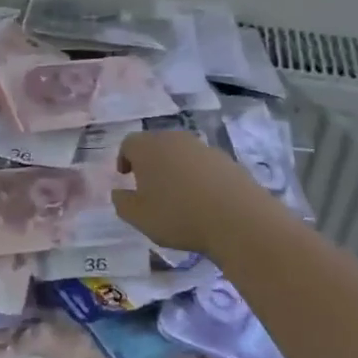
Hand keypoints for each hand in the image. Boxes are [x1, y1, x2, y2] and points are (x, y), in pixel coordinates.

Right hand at [113, 130, 272, 260]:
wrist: (238, 219)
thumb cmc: (178, 215)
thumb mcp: (139, 217)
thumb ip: (122, 203)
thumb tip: (119, 192)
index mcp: (148, 147)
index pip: (128, 143)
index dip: (124, 159)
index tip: (127, 177)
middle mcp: (174, 139)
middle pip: (156, 144)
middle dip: (150, 162)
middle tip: (150, 187)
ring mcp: (203, 147)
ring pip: (181, 153)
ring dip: (176, 169)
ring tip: (179, 196)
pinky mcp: (227, 160)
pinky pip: (204, 165)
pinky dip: (199, 177)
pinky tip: (204, 200)